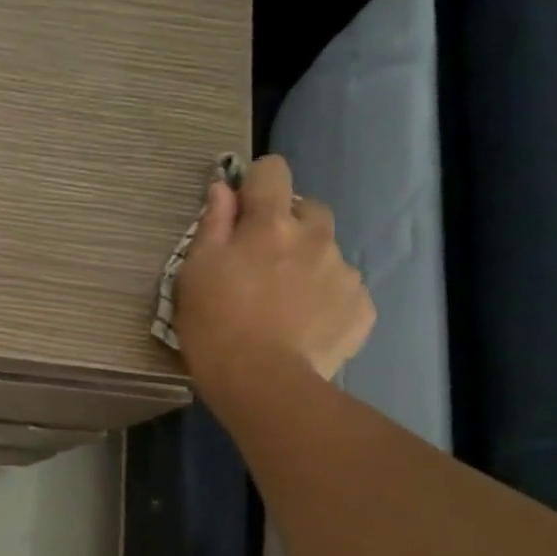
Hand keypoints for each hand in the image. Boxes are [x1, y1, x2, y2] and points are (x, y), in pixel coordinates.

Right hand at [174, 154, 373, 407]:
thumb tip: (222, 188)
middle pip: (308, 209)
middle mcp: (315, 236)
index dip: (256, 184)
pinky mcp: (361, 307)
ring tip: (284, 305)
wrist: (262, 384)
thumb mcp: (195, 273)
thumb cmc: (215, 326)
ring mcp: (343, 272)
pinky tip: (305, 327)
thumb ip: (212, 224)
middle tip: (263, 264)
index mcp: (270, 223)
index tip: (242, 209)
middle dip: (288, 226)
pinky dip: (326, 300)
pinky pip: (344, 291)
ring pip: (327, 253)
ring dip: (308, 265)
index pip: (272, 171)